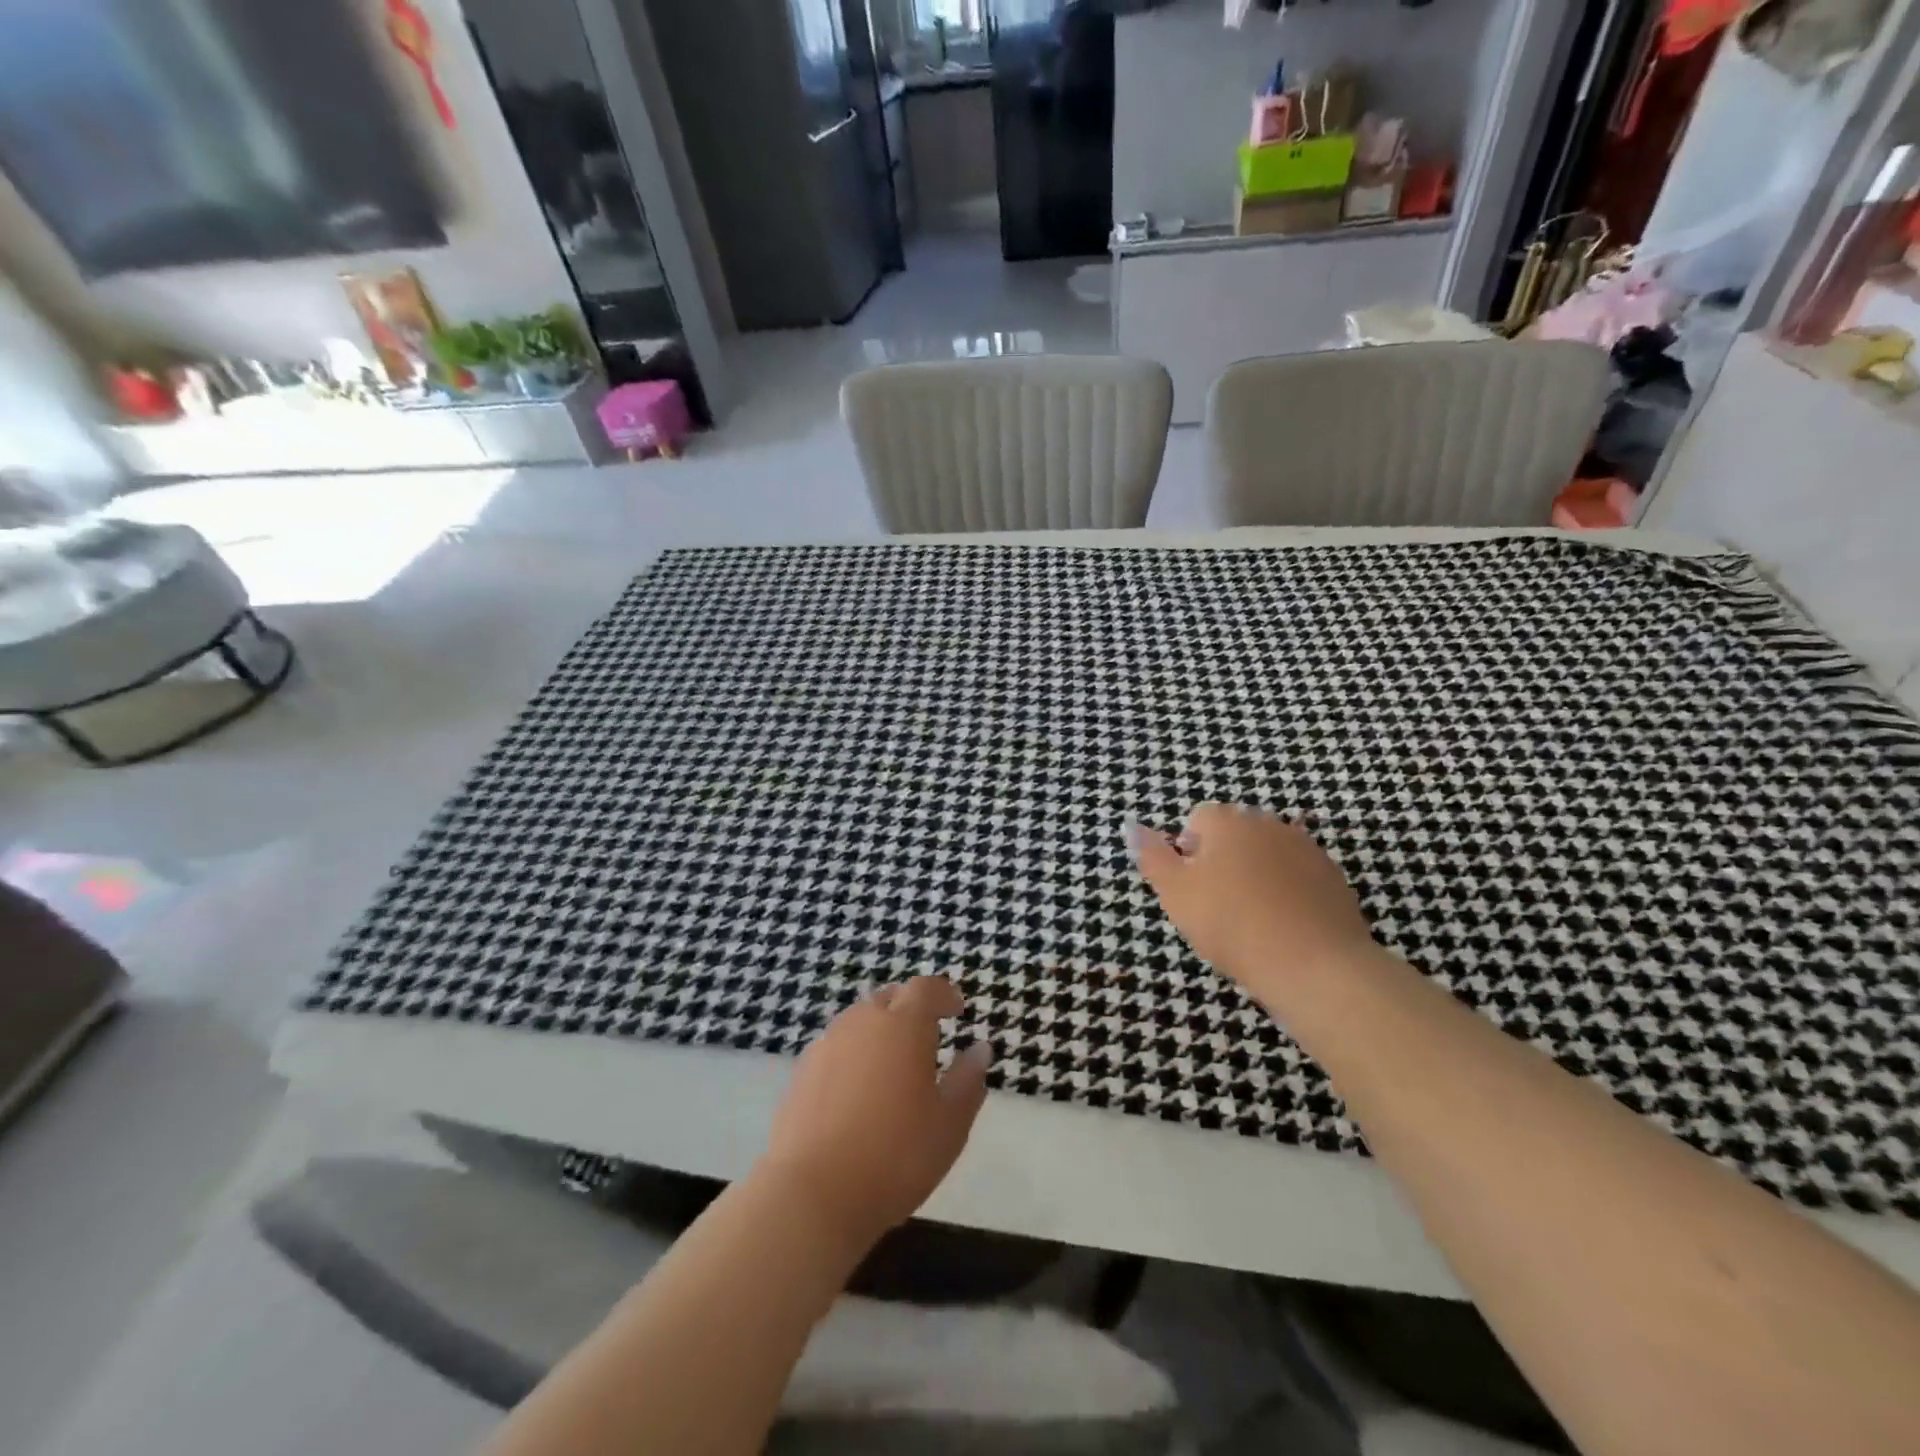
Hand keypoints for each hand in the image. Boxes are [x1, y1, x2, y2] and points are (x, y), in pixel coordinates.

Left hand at [760, 977, 990, 1249]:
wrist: (813, 1193)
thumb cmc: (896, 1156)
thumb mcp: (949, 1124)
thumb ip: (967, 1081)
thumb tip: (980, 1049)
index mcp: (904, 1024)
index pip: (926, 988)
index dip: (943, 994)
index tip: (957, 1009)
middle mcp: (863, 1021)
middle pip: (890, 998)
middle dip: (910, 1007)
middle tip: (927, 1032)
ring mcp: (827, 1043)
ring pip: (859, 1020)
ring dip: (880, 1029)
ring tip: (893, 1061)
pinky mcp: (802, 1071)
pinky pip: (836, 1046)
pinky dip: (853, 1054)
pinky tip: (857, 1088)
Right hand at [1130, 803, 1381, 1005]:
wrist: (1314, 965)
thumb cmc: (1231, 925)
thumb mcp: (1175, 894)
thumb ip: (1152, 857)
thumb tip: (1133, 826)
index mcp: (1227, 821)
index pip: (1198, 820)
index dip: (1187, 852)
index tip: (1190, 888)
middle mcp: (1268, 823)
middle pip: (1234, 834)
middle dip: (1222, 860)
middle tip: (1216, 905)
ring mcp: (1306, 848)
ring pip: (1267, 854)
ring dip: (1255, 874)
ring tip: (1251, 918)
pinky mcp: (1333, 877)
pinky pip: (1298, 876)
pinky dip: (1287, 892)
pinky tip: (1283, 925)